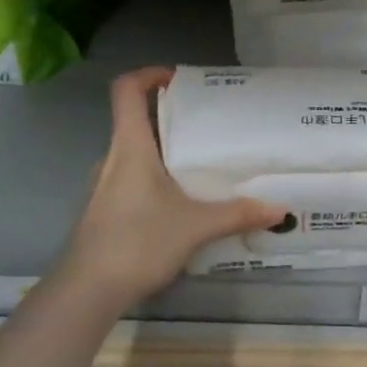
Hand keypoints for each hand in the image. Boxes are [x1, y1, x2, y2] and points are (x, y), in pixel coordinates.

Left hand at [54, 67, 285, 312]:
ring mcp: (103, 186)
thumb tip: (280, 209)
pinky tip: (180, 204)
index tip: (178, 79)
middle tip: (208, 127)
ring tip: (200, 166)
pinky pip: (131, 180)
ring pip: (134, 154)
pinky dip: (155, 179)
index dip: (148, 74)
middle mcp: (112, 158)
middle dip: (170, 118)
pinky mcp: (104, 210)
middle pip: (135, 120)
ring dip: (163, 152)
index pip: (126, 90)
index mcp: (130, 147)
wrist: (86, 292)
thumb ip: (237, 214)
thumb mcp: (195, 227)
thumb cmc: (137, 242)